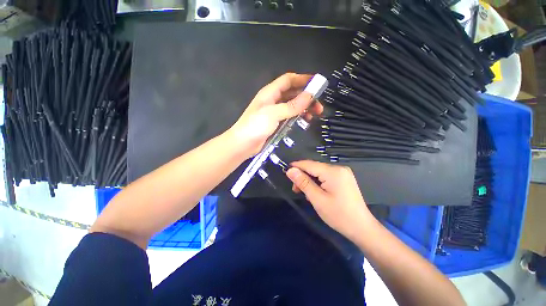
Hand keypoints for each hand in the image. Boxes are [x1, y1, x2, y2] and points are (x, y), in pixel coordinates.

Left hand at [229, 73, 322, 158]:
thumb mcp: (273, 114)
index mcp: (270, 92)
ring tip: (314, 115)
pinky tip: (304, 121)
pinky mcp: (275, 122)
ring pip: (292, 105)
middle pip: (292, 93)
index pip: (288, 80)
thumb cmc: (255, 126)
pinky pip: (289, 116)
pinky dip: (298, 116)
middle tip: (319, 106)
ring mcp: (274, 112)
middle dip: (306, 97)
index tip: (318, 84)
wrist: (242, 144)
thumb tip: (310, 95)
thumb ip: (291, 105)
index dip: (303, 79)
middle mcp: (273, 100)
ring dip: (304, 108)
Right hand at [286, 160, 373, 240]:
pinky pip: (326, 176)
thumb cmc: (338, 215)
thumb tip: (290, 170)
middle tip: (296, 190)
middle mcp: (339, 168)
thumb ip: (303, 182)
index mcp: (333, 171)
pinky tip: (315, 192)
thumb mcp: (317, 199)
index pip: (309, 164)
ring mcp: (343, 173)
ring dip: (310, 180)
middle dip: (303, 176)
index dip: (296, 166)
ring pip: (319, 172)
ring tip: (305, 194)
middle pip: (314, 168)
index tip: (285, 172)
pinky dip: (318, 182)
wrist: (361, 228)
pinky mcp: (344, 179)